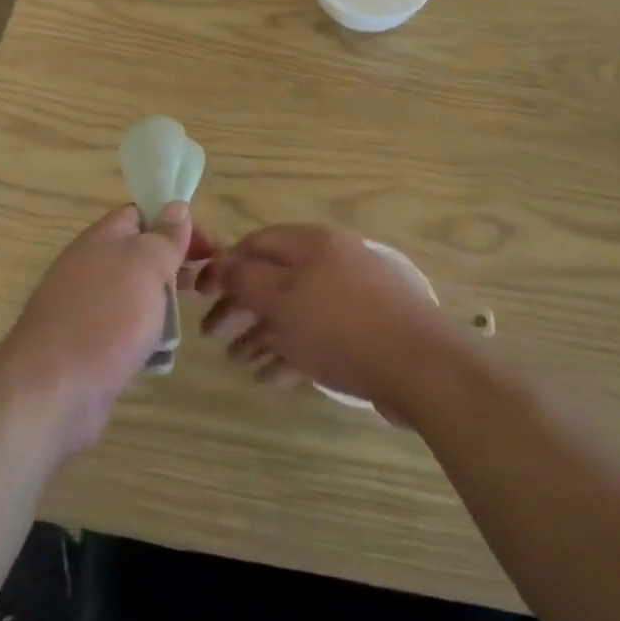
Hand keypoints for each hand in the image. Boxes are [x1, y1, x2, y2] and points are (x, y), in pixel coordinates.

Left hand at [0, 203, 217, 454]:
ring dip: (162, 303)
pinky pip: (123, 329)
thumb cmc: (106, 317)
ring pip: (134, 294)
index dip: (177, 223)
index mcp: (101, 238)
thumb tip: (176, 207)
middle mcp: (89, 267)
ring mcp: (84, 308)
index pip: (141, 214)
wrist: (52, 390)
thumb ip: (164, 237)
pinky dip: (144, 335)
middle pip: (139, 254)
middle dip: (174, 265)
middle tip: (206, 282)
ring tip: (189, 317)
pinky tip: (161, 352)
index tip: (209, 247)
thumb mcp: (146, 265)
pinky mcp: (85, 345)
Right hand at [199, 224, 450, 409]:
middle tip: (212, 336)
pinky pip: (316, 335)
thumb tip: (220, 265)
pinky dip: (290, 352)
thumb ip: (244, 278)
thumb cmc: (340, 325)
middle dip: (239, 306)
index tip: (198, 295)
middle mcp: (329, 261)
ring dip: (260, 333)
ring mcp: (350, 296)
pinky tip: (269, 377)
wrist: (420, 364)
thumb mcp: (281, 298)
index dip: (223, 266)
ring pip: (293, 310)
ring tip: (237, 361)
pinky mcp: (364, 330)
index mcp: (310, 243)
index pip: (255, 243)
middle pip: (273, 278)